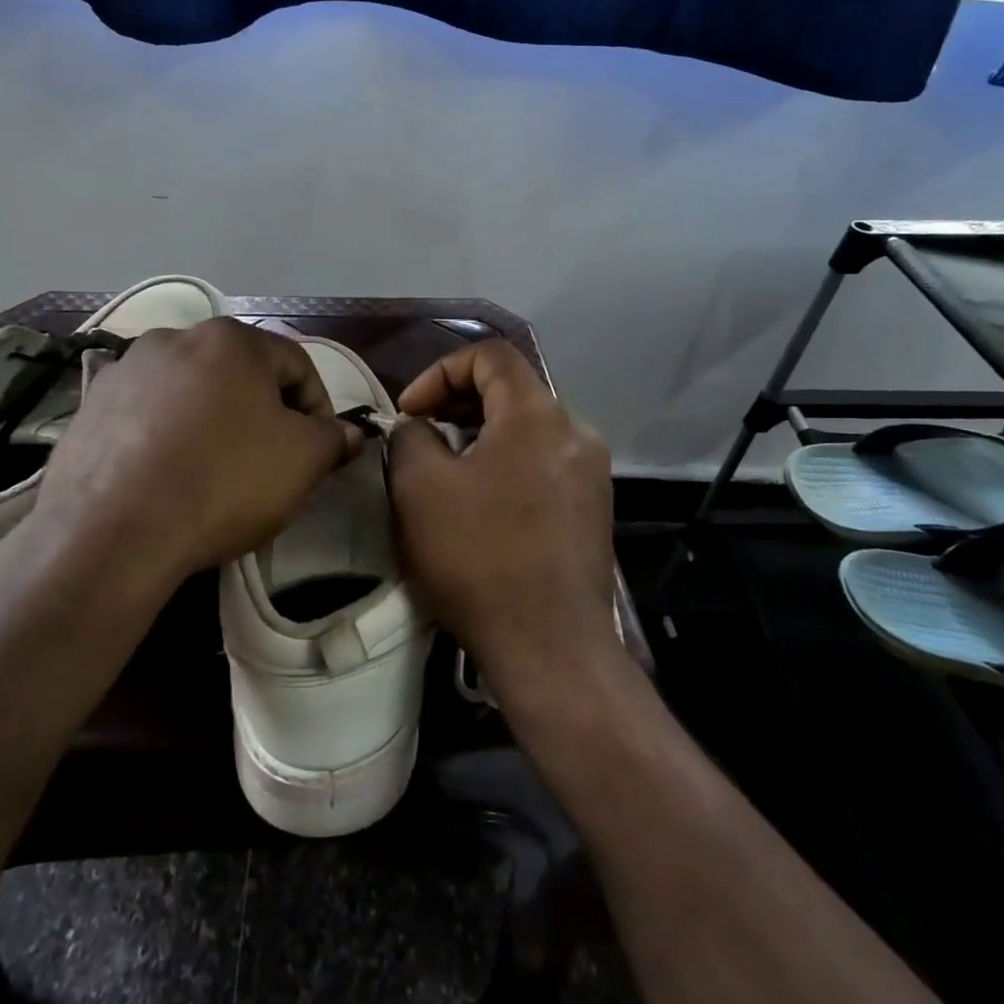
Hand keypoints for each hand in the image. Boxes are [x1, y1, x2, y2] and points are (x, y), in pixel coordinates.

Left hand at [30, 318, 363, 588]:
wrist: (112, 532)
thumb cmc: (222, 481)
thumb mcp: (302, 461)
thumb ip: (333, 438)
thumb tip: (348, 433)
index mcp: (231, 339)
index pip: (297, 365)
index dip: (319, 408)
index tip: (321, 450)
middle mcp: (175, 337)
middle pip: (240, 374)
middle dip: (264, 413)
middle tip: (271, 461)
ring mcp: (126, 369)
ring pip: (191, 391)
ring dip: (213, 421)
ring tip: (214, 470)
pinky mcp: (90, 406)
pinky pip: (147, 414)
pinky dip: (166, 435)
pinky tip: (166, 475)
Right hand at [386, 340, 617, 697]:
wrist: (550, 648)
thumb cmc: (479, 557)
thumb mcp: (419, 488)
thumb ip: (410, 436)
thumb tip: (418, 427)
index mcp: (538, 414)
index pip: (490, 355)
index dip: (440, 371)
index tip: (410, 411)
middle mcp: (575, 431)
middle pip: (512, 390)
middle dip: (457, 403)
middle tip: (420, 435)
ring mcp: (591, 472)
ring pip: (527, 428)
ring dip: (480, 434)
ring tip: (445, 469)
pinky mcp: (593, 507)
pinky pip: (542, 461)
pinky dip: (506, 462)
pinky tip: (481, 502)